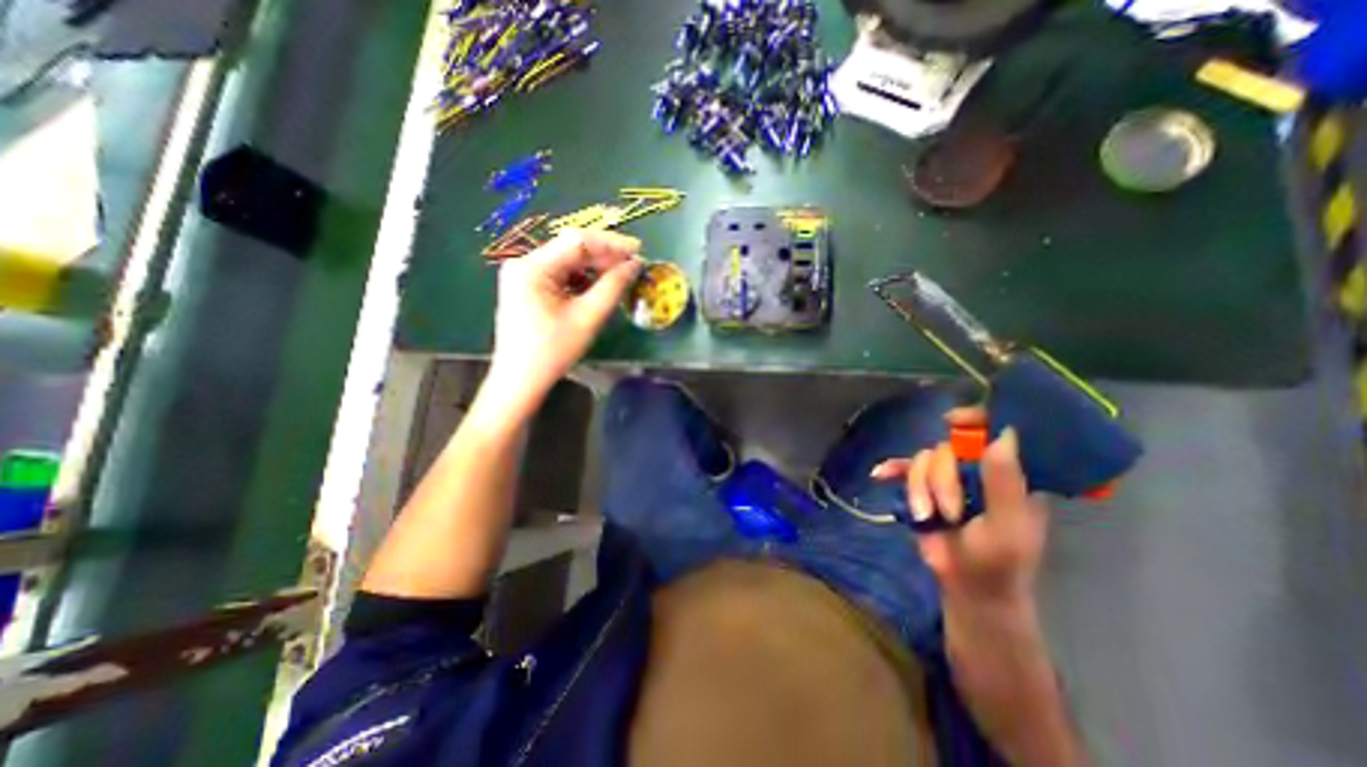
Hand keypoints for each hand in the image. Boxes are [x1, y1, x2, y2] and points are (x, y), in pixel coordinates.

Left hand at [490, 230, 643, 416]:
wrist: (520, 379)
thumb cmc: (553, 351)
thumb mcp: (588, 317)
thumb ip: (613, 287)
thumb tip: (634, 264)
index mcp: (533, 268)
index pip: (577, 242)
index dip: (611, 244)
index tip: (638, 250)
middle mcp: (523, 263)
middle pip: (571, 248)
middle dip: (604, 256)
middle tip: (633, 265)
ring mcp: (522, 274)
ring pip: (566, 260)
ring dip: (594, 267)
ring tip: (619, 276)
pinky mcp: (526, 286)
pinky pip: (559, 273)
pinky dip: (581, 278)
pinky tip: (597, 287)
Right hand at [870, 406, 1049, 611]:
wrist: (967, 587)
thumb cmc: (999, 562)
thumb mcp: (1007, 526)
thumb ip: (1005, 482)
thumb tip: (1003, 434)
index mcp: (1007, 473)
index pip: (994, 431)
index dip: (975, 419)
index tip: (954, 421)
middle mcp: (976, 468)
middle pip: (947, 448)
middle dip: (940, 479)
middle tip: (948, 512)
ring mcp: (946, 478)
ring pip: (922, 460)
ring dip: (919, 488)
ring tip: (926, 516)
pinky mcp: (922, 488)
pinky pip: (902, 469)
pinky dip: (892, 469)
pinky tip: (880, 474)